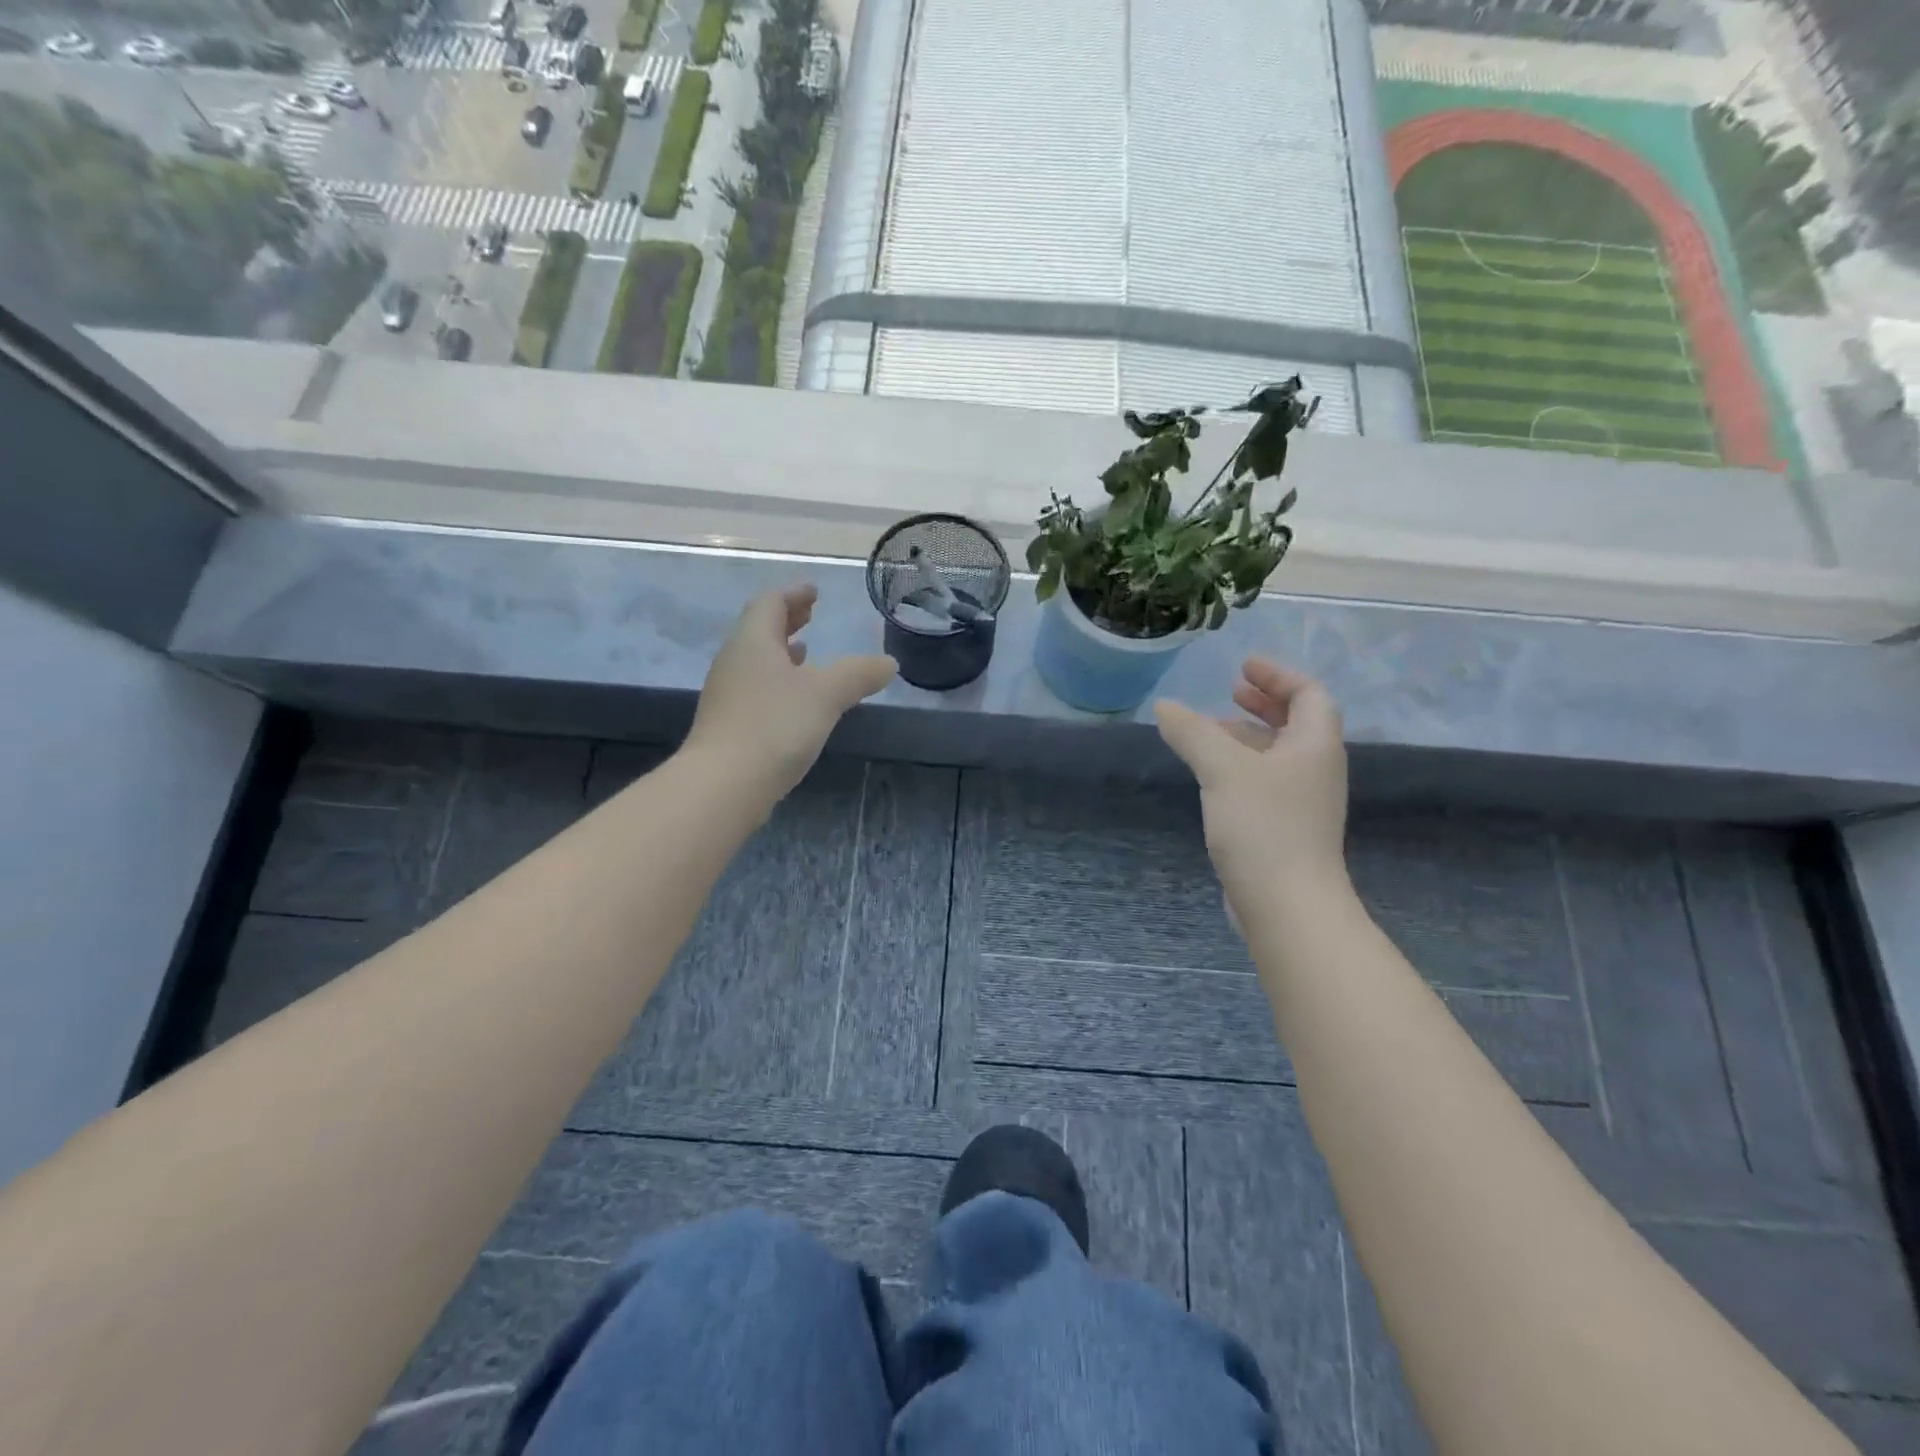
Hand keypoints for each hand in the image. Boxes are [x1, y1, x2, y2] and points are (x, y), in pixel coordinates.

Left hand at [685, 584, 897, 796]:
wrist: (724, 785)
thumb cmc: (775, 726)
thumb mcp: (826, 695)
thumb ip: (858, 674)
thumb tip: (888, 663)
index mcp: (753, 641)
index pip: (770, 602)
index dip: (793, 593)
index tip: (814, 590)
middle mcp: (734, 661)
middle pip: (759, 629)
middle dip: (787, 619)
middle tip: (810, 613)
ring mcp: (728, 694)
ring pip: (756, 660)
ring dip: (781, 651)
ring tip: (806, 652)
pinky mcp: (729, 724)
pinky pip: (756, 687)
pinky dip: (778, 680)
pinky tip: (795, 700)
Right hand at [1154, 659, 1348, 915]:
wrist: (1287, 905)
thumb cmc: (1264, 827)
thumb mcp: (1222, 770)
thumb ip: (1192, 733)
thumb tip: (1164, 706)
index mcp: (1314, 745)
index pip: (1309, 694)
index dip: (1278, 675)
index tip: (1243, 668)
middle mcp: (1315, 769)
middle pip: (1297, 723)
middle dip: (1264, 703)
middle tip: (1231, 691)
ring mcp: (1302, 802)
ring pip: (1277, 755)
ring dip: (1248, 736)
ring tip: (1209, 731)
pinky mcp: (1285, 829)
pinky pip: (1265, 782)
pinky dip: (1241, 767)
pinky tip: (1211, 777)